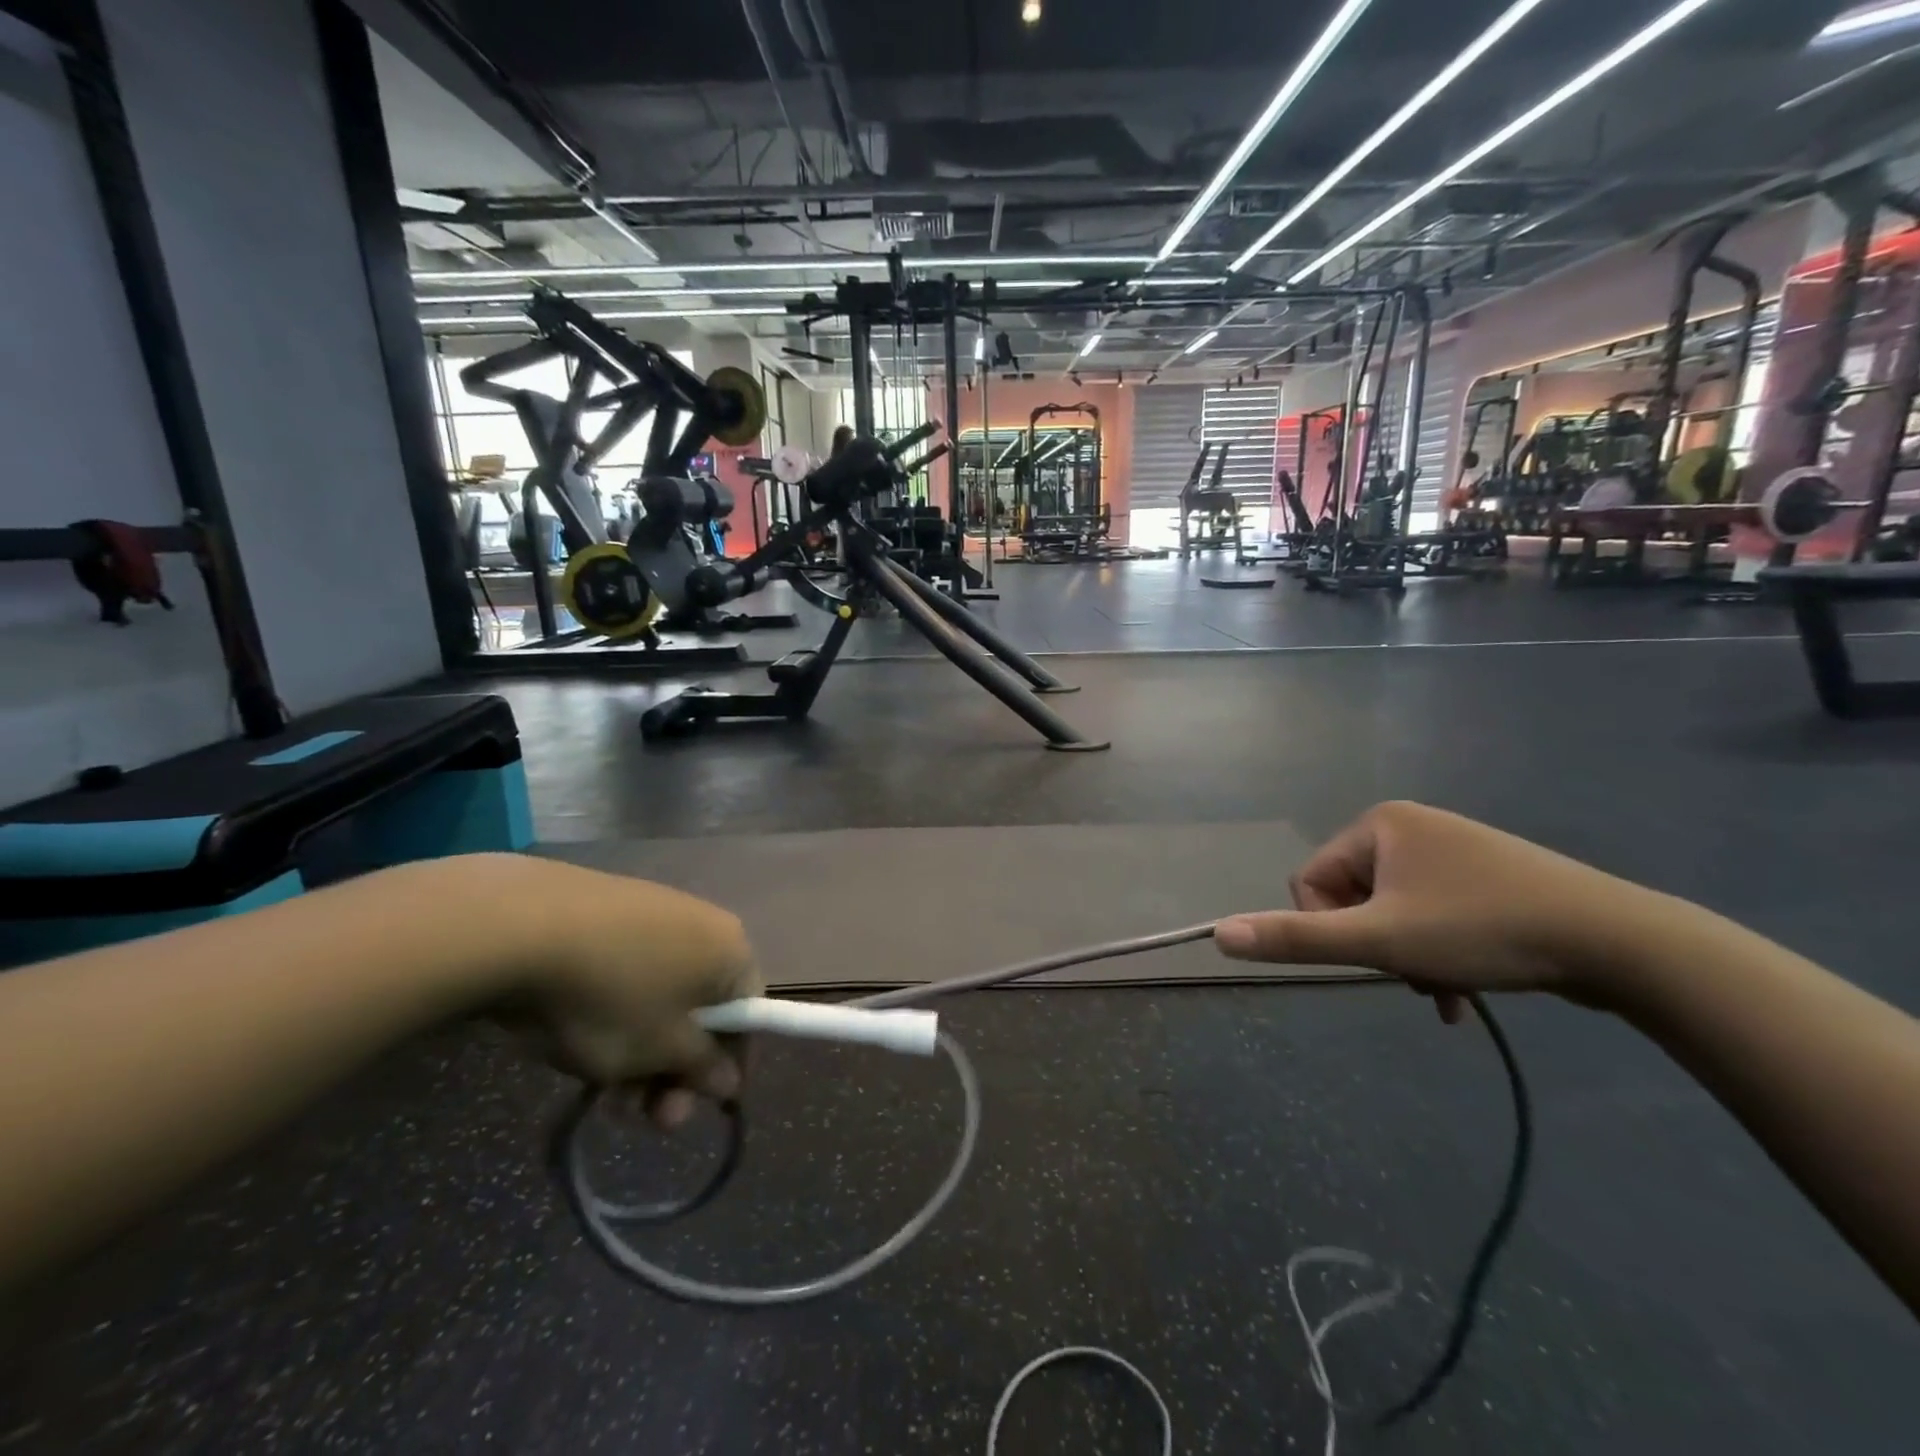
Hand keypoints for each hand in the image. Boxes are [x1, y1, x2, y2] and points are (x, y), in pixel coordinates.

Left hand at [480, 857, 761, 1126]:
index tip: (697, 1107)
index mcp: (732, 950)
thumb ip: (702, 1067)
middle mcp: (704, 922)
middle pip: (703, 1007)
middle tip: (642, 1116)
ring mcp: (655, 911)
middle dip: (674, 1069)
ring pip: (662, 994)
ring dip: (641, 1049)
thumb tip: (730, 1080)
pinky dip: (616, 1010)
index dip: (726, 1067)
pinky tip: (579, 1036)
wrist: (521, 927)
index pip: (749, 1016)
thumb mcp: (659, 1050)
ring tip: (598, 1088)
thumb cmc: (610, 996)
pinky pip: (630, 970)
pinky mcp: (610, 910)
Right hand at [1213, 802, 1659, 1018]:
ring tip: (1444, 991)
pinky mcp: (1488, 876)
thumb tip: (1217, 933)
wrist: (1621, 942)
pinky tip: (1461, 992)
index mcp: (1379, 823)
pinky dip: (1436, 952)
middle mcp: (1411, 825)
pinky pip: (1433, 913)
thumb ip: (1295, 938)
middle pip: (1354, 897)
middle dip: (1375, 946)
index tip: (1376, 956)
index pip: (1312, 880)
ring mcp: (1453, 849)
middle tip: (1414, 974)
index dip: (1331, 928)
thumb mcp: (1379, 942)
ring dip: (1406, 957)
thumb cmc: (1483, 930)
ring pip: (1394, 912)